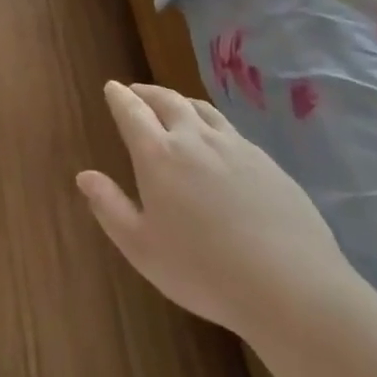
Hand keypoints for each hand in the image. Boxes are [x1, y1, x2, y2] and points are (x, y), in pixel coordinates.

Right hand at [77, 81, 352, 341]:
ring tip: (174, 107)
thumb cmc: (204, 270)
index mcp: (158, 155)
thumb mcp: (142, 248)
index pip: (132, 111)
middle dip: (147, 92)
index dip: (119, 97)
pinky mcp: (267, 162)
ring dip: (181, 102)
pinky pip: (231, 131)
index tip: (111, 88)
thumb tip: (84, 176)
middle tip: (137, 92)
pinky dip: (212, 124)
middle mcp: (194, 139)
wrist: (292, 287)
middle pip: (167, 100)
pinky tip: (217, 143)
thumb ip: (110, 208)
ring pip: (202, 110)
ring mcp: (235, 147)